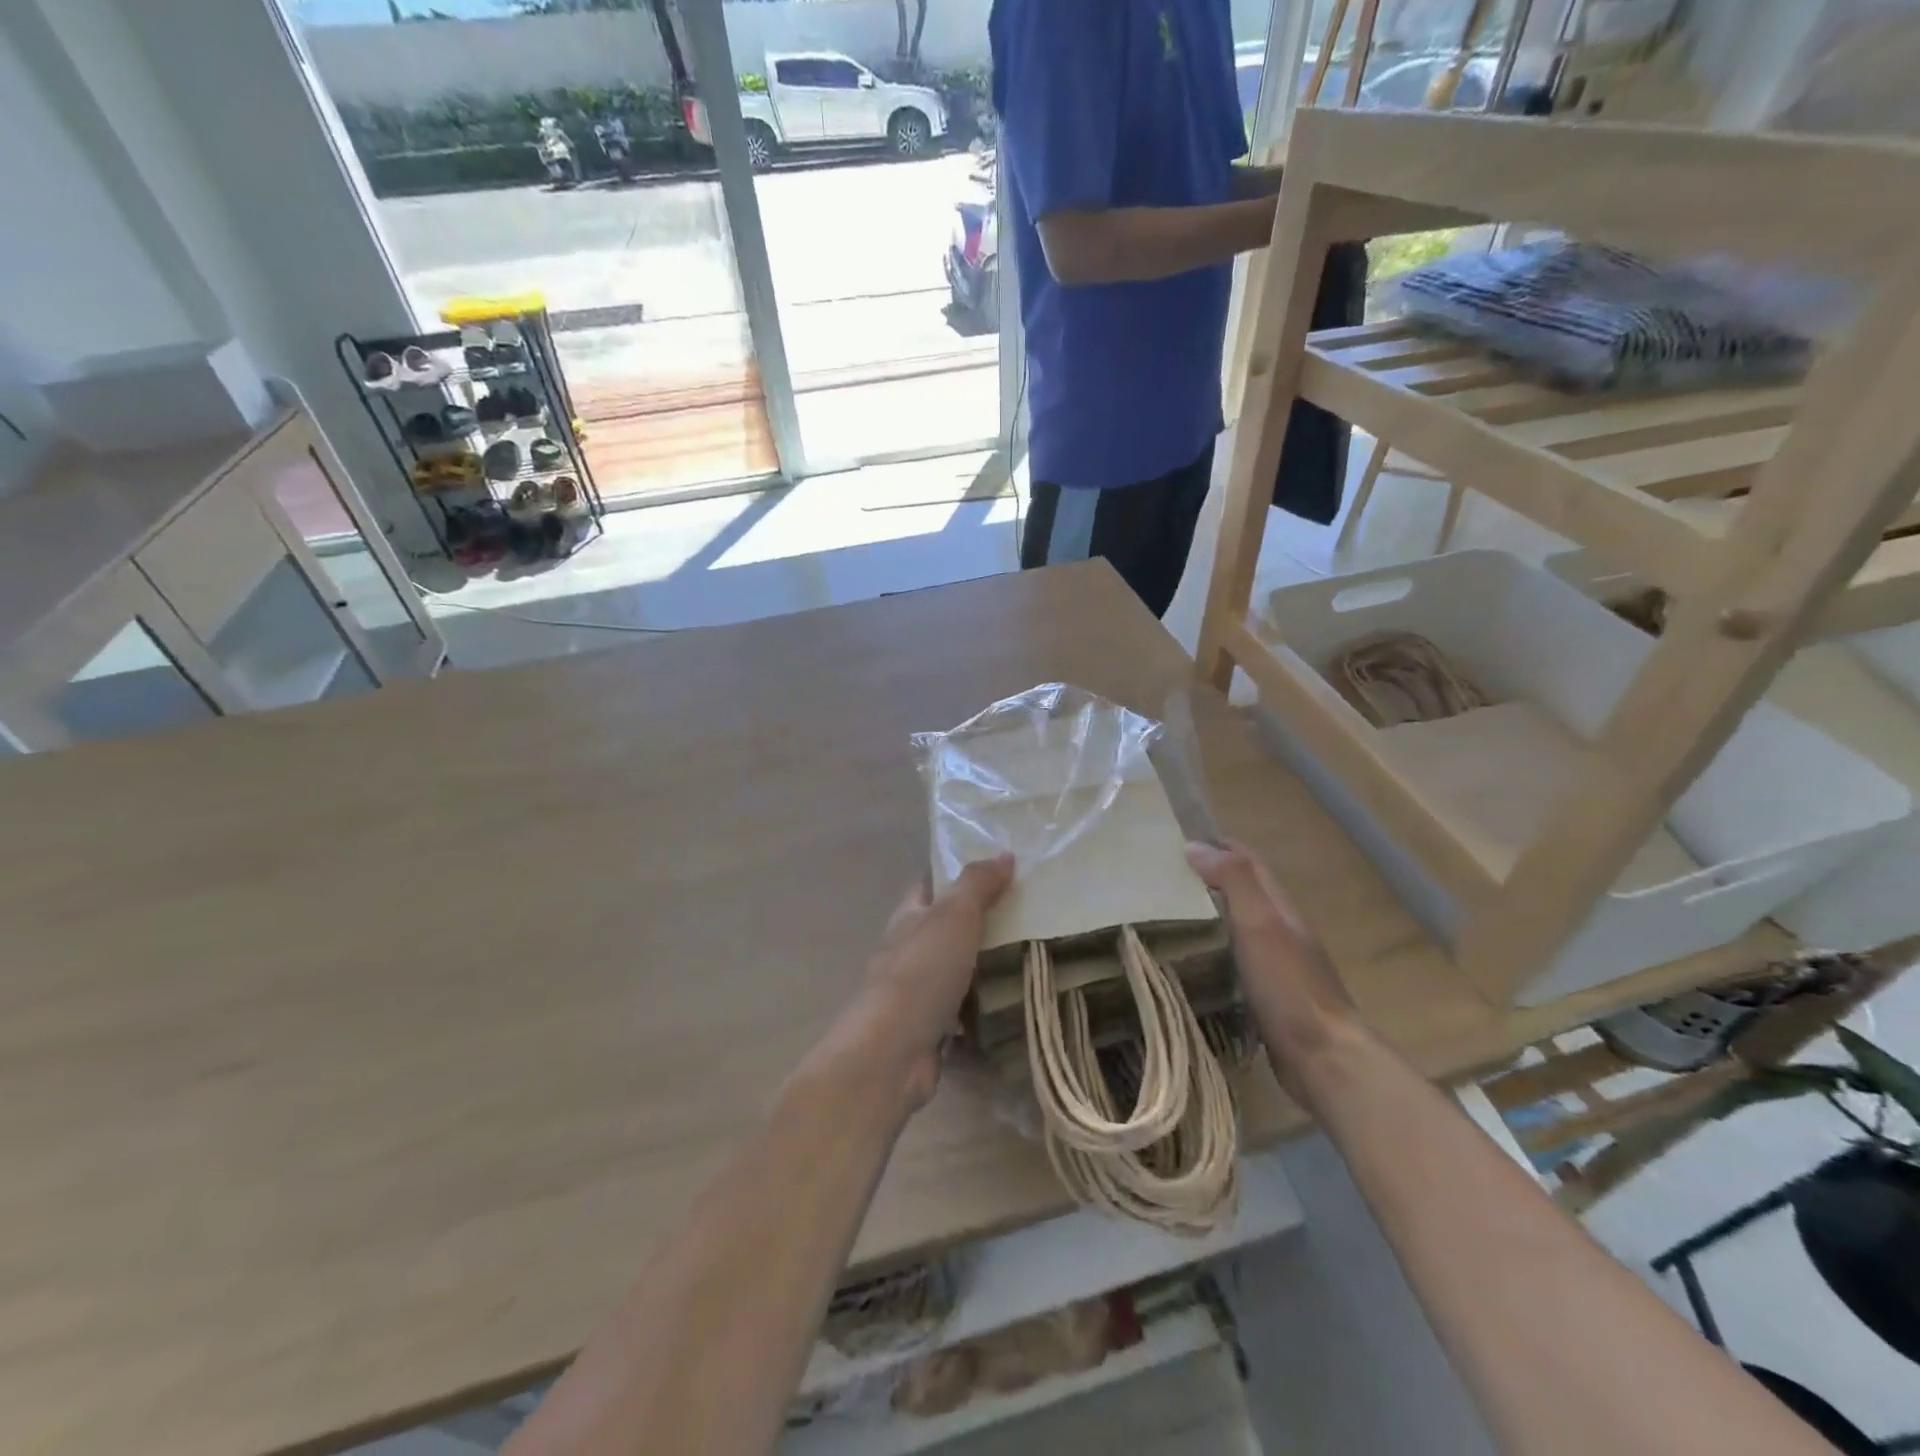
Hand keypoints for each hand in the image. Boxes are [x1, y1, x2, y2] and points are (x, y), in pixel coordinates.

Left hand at [852, 855, 1014, 1108]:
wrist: (893, 1052)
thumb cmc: (922, 972)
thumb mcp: (954, 916)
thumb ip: (977, 884)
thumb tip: (1003, 853)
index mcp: (909, 917)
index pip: (932, 882)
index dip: (959, 870)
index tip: (1000, 865)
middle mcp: (910, 950)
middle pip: (948, 926)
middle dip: (983, 919)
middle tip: (1033, 911)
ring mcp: (919, 992)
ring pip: (960, 968)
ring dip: (988, 964)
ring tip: (1036, 953)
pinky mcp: (933, 1028)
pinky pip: (966, 1009)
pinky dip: (987, 1005)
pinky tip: (1018, 1001)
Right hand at [1185, 840, 1358, 1094]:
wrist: (1324, 1059)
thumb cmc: (1289, 986)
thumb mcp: (1260, 924)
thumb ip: (1234, 881)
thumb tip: (1196, 846)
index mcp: (1280, 908)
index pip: (1249, 862)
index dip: (1220, 845)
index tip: (1179, 838)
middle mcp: (1282, 931)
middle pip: (1245, 891)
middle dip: (1210, 877)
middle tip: (1164, 876)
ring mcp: (1278, 966)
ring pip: (1238, 926)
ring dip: (1209, 913)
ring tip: (1168, 913)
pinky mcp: (1268, 997)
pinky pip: (1235, 959)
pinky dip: (1213, 949)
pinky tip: (1191, 960)